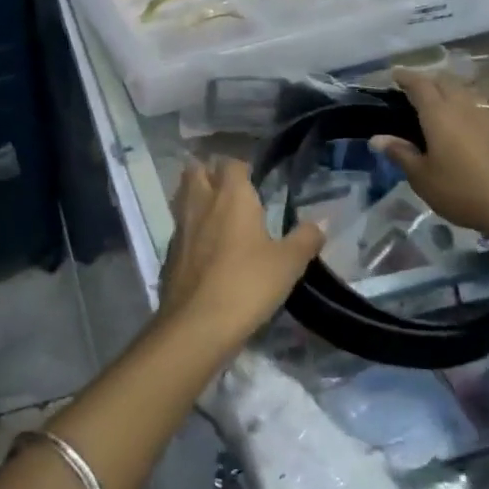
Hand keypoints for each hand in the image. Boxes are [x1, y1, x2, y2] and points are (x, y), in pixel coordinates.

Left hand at [158, 157, 325, 357]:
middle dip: (210, 174)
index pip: (231, 163)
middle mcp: (201, 203)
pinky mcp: (169, 253)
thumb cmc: (247, 285)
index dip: (242, 168)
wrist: (197, 324)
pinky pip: (179, 228)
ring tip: (217, 214)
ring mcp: (180, 227)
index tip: (256, 181)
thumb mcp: (288, 264)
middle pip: (196, 171)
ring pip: (182, 197)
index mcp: (231, 196)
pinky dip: (190, 229)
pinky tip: (204, 248)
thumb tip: (320, 223)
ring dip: (196, 198)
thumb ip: (305, 239)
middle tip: (231, 192)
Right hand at [370, 69, 488, 241]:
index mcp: (439, 115)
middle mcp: (465, 108)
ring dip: (453, 92)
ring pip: (469, 94)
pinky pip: (487, 113)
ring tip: (443, 102)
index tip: (395, 74)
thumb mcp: (421, 177)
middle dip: (430, 80)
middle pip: (446, 83)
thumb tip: (377, 138)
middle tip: (416, 88)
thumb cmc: (460, 191)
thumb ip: (400, 153)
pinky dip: (475, 111)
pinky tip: (475, 124)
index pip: (420, 85)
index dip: (406, 77)